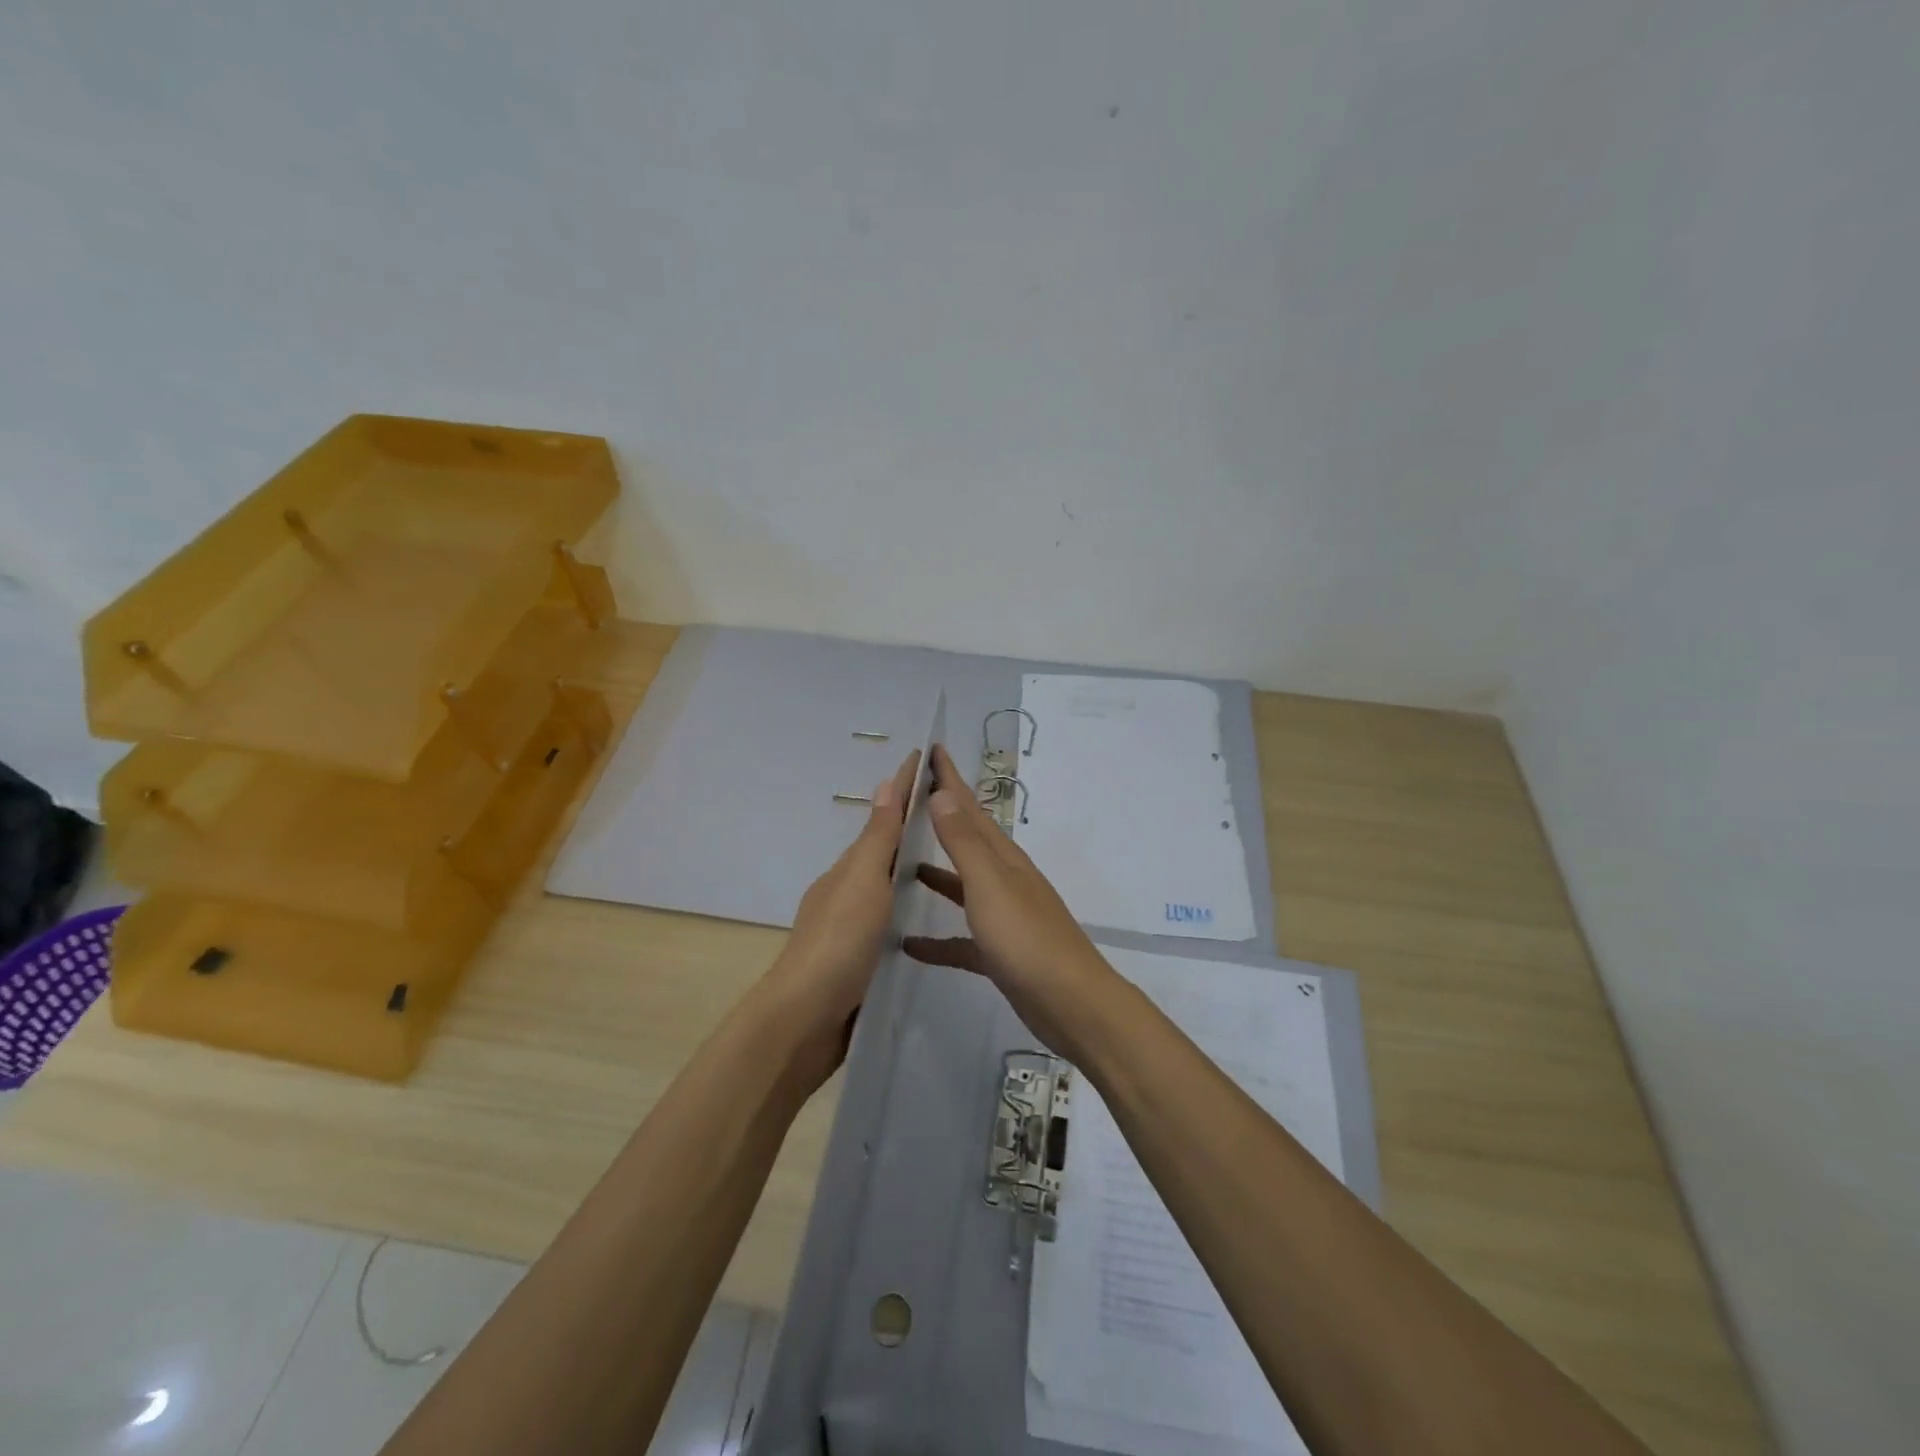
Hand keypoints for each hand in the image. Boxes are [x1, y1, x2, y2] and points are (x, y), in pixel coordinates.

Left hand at [760, 749, 921, 1086]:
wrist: (804, 1021)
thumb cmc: (838, 944)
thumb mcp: (863, 884)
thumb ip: (877, 840)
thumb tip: (885, 783)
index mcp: (848, 870)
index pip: (882, 819)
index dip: (904, 789)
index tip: (926, 758)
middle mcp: (847, 893)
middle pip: (882, 850)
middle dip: (910, 826)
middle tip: (948, 810)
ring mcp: (850, 929)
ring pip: (885, 886)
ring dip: (908, 867)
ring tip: (944, 859)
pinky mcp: (858, 961)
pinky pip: (888, 920)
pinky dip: (905, 906)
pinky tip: (922, 919)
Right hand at [902, 744, 1119, 1059]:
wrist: (1070, 1003)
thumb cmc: (1026, 939)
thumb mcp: (989, 885)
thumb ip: (964, 843)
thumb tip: (943, 794)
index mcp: (1003, 858)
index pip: (970, 808)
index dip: (950, 779)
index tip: (932, 750)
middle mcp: (1004, 880)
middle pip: (967, 841)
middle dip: (942, 817)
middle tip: (910, 799)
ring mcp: (1004, 917)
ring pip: (963, 886)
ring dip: (937, 874)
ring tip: (903, 864)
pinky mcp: (999, 953)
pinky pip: (961, 939)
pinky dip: (937, 938)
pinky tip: (909, 943)